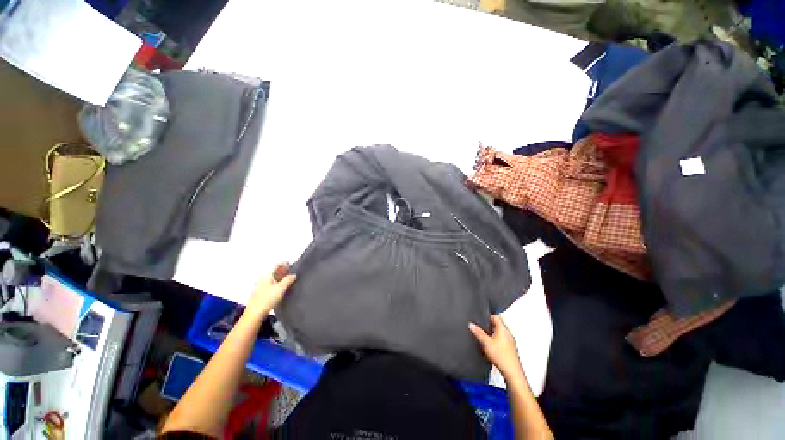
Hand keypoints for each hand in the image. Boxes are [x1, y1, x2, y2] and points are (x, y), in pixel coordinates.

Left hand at [245, 263, 296, 318]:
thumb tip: (293, 275)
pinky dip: (276, 283)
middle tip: (291, 271)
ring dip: (280, 277)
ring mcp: (260, 286)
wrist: (254, 313)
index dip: (284, 263)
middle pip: (274, 271)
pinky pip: (270, 284)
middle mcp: (263, 278)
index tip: (291, 263)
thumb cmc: (268, 299)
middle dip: (282, 270)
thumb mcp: (281, 288)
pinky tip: (280, 288)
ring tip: (288, 280)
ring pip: (272, 278)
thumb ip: (288, 280)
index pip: (276, 265)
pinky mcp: (260, 293)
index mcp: (267, 275)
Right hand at [469, 315, 523, 379]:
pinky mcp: (511, 350)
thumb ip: (478, 332)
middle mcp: (508, 334)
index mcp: (503, 329)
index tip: (481, 318)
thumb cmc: (501, 357)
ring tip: (484, 339)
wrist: (512, 372)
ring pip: (499, 334)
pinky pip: (502, 342)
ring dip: (492, 335)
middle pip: (497, 325)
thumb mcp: (485, 343)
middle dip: (488, 326)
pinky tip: (490, 349)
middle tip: (480, 329)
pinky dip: (495, 342)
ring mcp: (510, 342)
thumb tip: (471, 325)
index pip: (496, 316)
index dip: (488, 316)